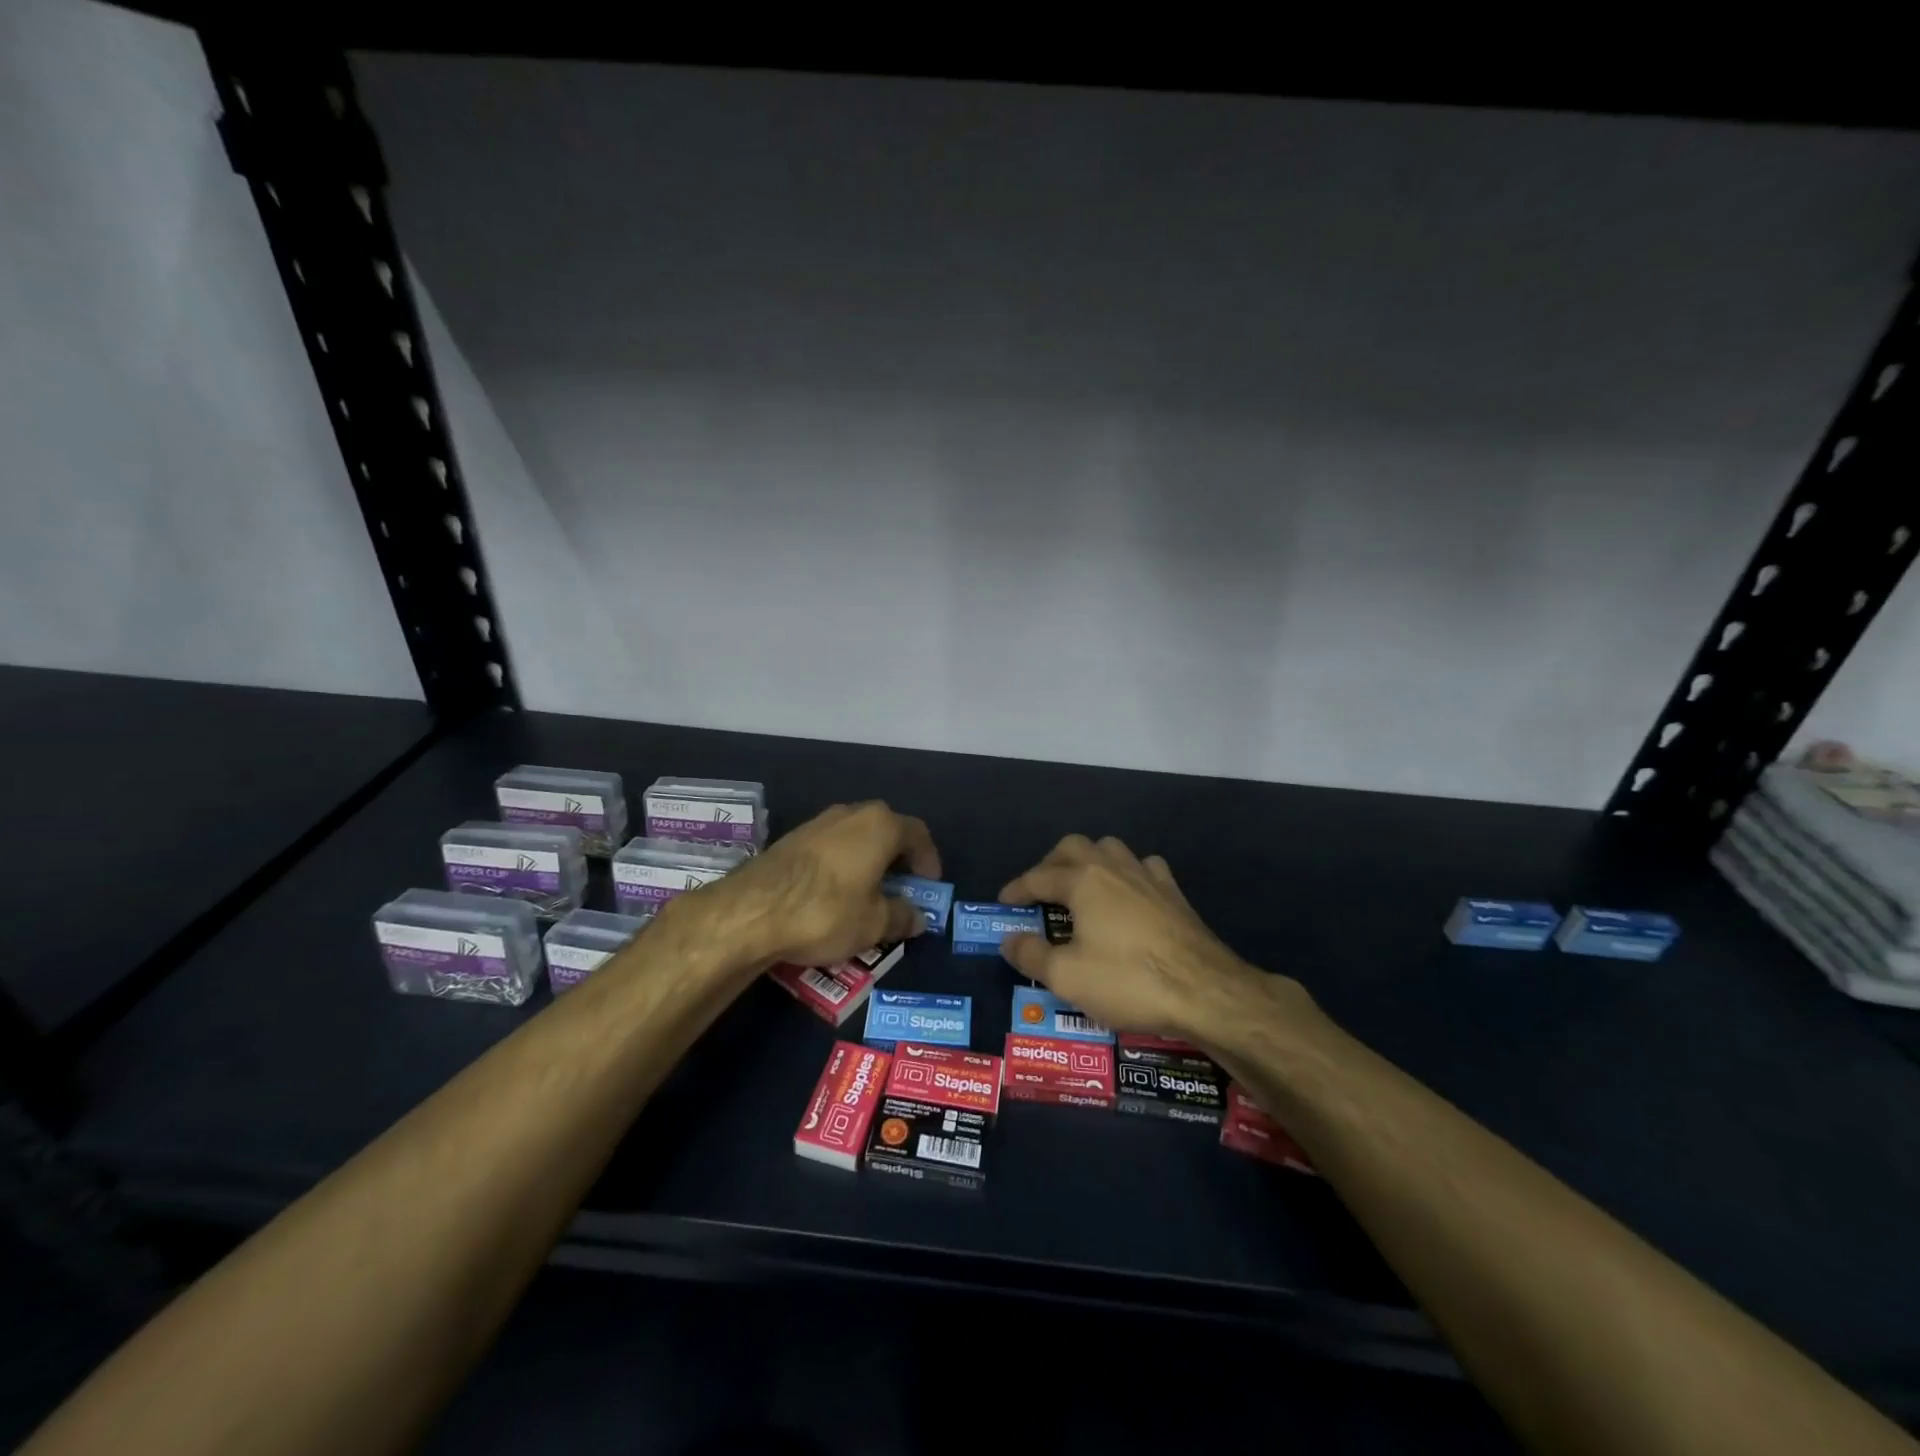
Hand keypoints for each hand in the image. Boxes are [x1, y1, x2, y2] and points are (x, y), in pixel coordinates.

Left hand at [679, 801, 939, 969]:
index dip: (928, 859)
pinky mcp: (790, 839)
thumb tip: (917, 918)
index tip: (929, 884)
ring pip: (854, 838)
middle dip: (897, 858)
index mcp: (880, 825)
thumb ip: (901, 917)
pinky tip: (834, 895)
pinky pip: (829, 848)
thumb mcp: (873, 924)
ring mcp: (817, 823)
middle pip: (885, 830)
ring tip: (868, 894)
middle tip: (901, 887)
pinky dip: (841, 866)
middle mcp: (850, 814)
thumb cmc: (826, 911)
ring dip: (867, 861)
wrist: (752, 911)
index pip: (917, 833)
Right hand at [999, 835, 1301, 1042]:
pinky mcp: (1174, 893)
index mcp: (1083, 881)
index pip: (1038, 876)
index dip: (1017, 889)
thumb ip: (1031, 955)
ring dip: (1089, 860)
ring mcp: (1148, 876)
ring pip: (1110, 849)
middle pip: (1073, 847)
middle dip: (1050, 864)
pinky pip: (1144, 867)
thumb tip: (1008, 938)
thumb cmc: (1129, 981)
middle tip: (1040, 891)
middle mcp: (1113, 867)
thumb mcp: (1067, 977)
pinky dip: (1128, 873)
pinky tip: (1129, 894)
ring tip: (1080, 886)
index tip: (1003, 903)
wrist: (1206, 991)